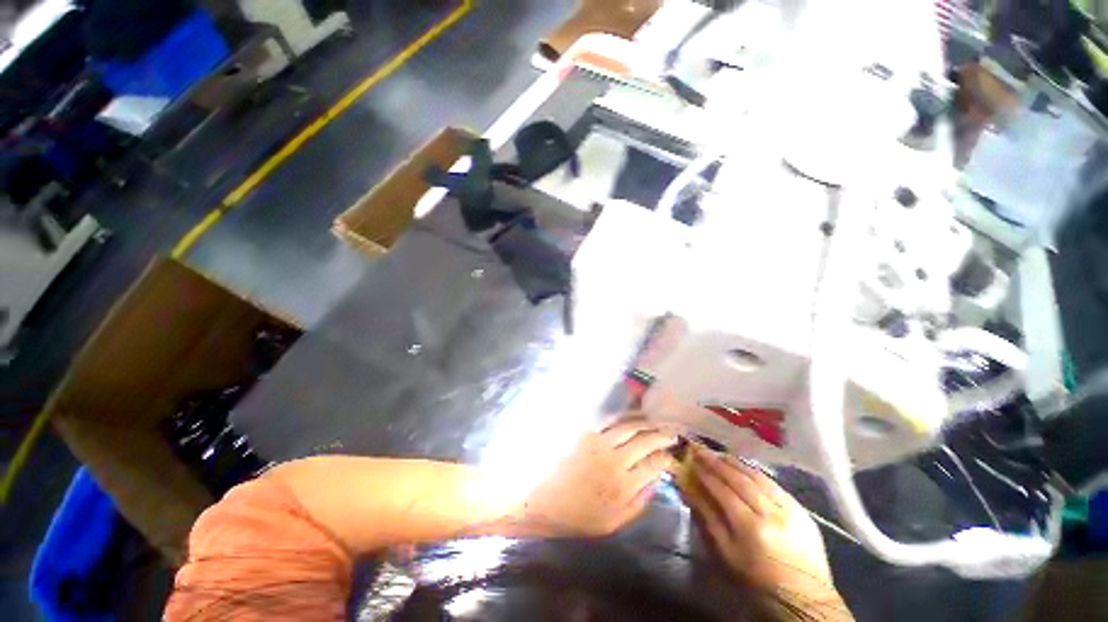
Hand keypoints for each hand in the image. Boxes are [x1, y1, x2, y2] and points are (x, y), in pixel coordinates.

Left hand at [520, 419, 677, 536]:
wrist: (540, 498)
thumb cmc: (575, 515)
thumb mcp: (611, 523)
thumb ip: (637, 504)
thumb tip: (655, 482)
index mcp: (623, 486)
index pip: (655, 465)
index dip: (667, 459)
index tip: (672, 457)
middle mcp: (615, 460)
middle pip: (645, 441)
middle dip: (662, 435)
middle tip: (672, 432)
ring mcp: (599, 442)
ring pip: (629, 426)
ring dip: (646, 421)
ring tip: (656, 421)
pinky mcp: (585, 432)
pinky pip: (609, 419)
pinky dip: (625, 416)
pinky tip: (632, 415)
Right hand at [682, 446, 838, 599]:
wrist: (805, 596)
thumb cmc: (758, 578)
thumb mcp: (727, 553)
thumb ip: (708, 518)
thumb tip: (689, 489)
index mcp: (751, 527)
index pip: (723, 491)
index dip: (706, 474)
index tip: (692, 460)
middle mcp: (771, 512)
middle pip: (740, 479)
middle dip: (718, 462)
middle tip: (702, 450)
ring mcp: (789, 508)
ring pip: (758, 476)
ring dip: (736, 463)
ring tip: (719, 454)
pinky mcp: (801, 508)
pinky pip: (774, 483)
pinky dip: (755, 472)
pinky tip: (744, 467)